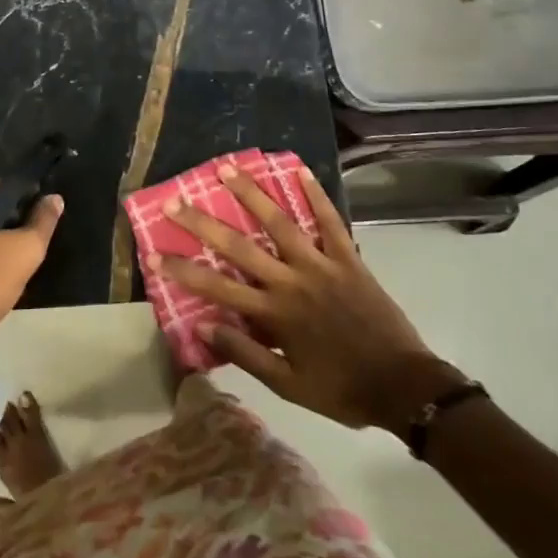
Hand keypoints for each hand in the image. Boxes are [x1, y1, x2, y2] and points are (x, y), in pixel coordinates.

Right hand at [163, 164, 459, 433]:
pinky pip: (331, 221)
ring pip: (280, 223)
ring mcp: (321, 265)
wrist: (403, 386)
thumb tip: (203, 325)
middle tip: (175, 201)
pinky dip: (316, 194)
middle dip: (202, 223)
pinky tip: (300, 169)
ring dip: (251, 194)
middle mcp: (292, 281)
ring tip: (227, 168)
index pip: (217, 287)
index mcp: (274, 313)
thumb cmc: (341, 388)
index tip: (154, 254)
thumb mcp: (287, 384)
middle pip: (239, 246)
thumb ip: (245, 353)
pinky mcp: (349, 259)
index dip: (183, 270)